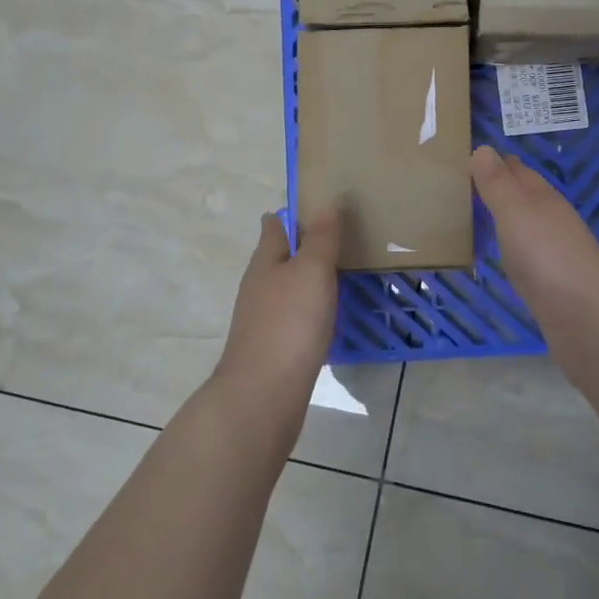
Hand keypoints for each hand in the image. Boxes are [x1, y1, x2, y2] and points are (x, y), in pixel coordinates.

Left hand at [213, 209, 341, 415]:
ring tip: (340, 275)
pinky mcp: (273, 349)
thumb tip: (326, 203)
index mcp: (265, 262)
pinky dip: (310, 311)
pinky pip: (294, 319)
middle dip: (302, 247)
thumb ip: (321, 238)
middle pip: (279, 258)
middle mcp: (259, 287)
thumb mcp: (311, 271)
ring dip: (307, 281)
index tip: (314, 206)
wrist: (264, 395)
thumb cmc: (289, 323)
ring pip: (287, 290)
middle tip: (338, 238)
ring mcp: (262, 320)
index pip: (274, 227)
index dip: (290, 215)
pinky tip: (328, 317)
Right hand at [470, 146, 598, 327]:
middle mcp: (553, 220)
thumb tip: (483, 148)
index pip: (517, 170)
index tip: (466, 159)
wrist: (587, 320)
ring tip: (475, 217)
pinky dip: (512, 247)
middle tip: (463, 185)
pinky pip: (528, 254)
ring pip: (527, 225)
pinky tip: (502, 256)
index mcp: (544, 198)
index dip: (495, 163)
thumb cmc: (547, 258)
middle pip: (524, 195)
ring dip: (506, 217)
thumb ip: (497, 183)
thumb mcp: (515, 212)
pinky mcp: (554, 283)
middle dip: (500, 187)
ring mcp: (556, 252)